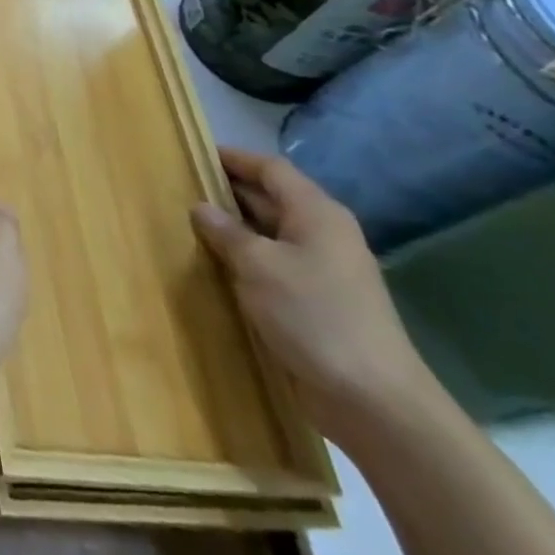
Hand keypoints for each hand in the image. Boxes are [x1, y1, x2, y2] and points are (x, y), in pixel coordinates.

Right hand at [193, 147, 437, 446]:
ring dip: (234, 230)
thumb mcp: (258, 265)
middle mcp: (324, 235)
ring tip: (189, 226)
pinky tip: (217, 268)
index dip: (234, 158)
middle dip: (228, 192)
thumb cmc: (314, 315)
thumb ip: (226, 231)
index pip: (271, 170)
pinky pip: (275, 266)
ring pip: (271, 235)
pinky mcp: (319, 302)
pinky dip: (246, 260)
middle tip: (180, 189)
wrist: (374, 401)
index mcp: (317, 214)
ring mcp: (324, 271)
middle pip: (272, 199)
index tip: (194, 153)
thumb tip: (201, 207)